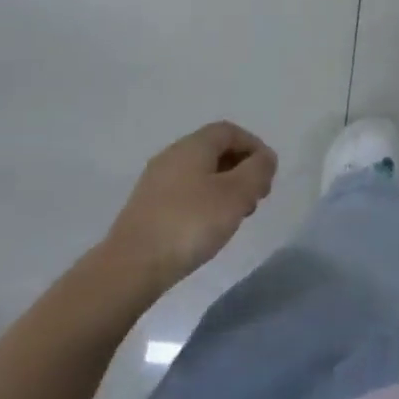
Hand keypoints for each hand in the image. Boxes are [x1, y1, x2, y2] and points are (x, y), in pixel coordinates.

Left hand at [103, 122, 276, 293]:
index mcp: (194, 145)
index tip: (268, 175)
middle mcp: (173, 155)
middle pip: (215, 151)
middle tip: (256, 198)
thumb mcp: (236, 195)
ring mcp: (156, 181)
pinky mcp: (146, 207)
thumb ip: (257, 171)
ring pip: (200, 173)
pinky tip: (208, 228)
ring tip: (235, 217)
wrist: (130, 266)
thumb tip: (265, 158)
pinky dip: (204, 201)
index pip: (230, 131)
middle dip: (241, 169)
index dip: (254, 147)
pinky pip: (185, 192)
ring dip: (224, 187)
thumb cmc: (190, 224)